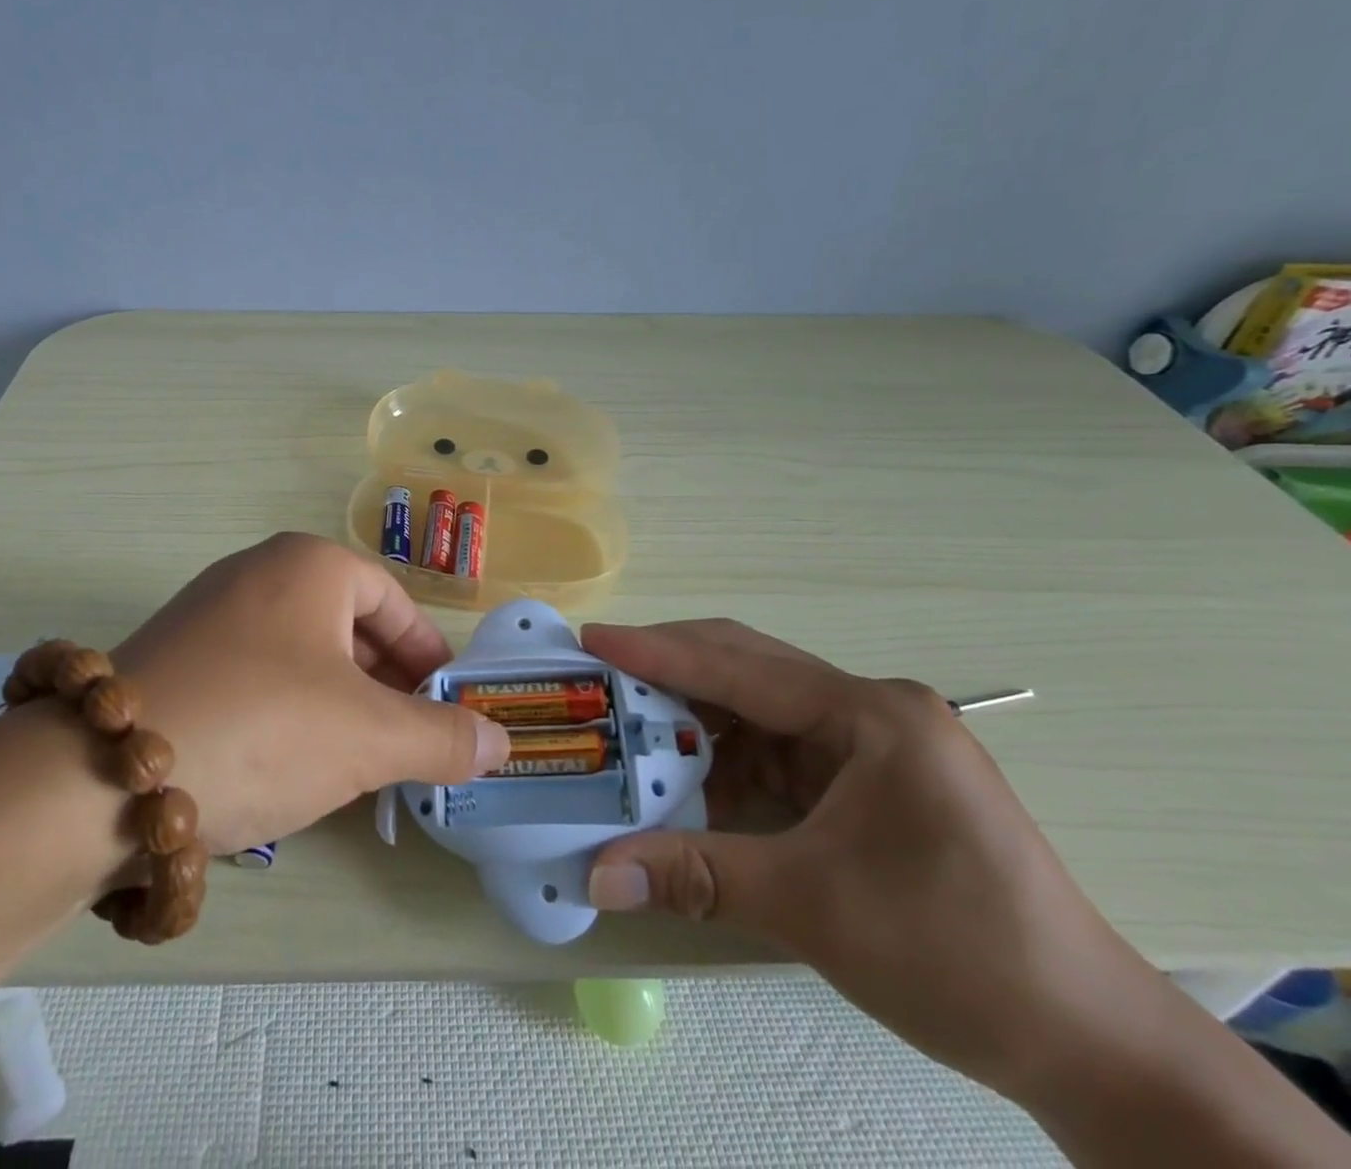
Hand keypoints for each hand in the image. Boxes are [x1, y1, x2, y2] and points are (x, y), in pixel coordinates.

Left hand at [110, 533, 508, 854]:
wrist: (100, 776)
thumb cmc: (262, 728)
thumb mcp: (369, 738)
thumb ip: (442, 738)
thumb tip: (500, 742)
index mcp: (309, 564)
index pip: (393, 602)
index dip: (427, 657)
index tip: (445, 710)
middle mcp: (256, 571)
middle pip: (346, 626)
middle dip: (383, 686)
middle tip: (403, 743)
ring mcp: (207, 611)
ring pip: (300, 654)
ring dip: (336, 704)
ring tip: (350, 762)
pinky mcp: (172, 656)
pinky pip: (253, 674)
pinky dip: (284, 710)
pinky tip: (281, 763)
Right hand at [580, 619, 1165, 1098]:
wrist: (1091, 1045)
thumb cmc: (959, 955)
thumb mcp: (813, 908)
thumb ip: (695, 876)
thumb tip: (596, 876)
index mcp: (871, 715)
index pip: (741, 667)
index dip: (658, 652)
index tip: (591, 639)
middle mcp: (870, 710)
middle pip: (748, 670)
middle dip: (670, 675)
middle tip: (600, 678)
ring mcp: (872, 742)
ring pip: (758, 710)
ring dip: (695, 724)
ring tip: (630, 732)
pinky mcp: (867, 778)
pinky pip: (777, 750)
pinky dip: (728, 762)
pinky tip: (689, 782)